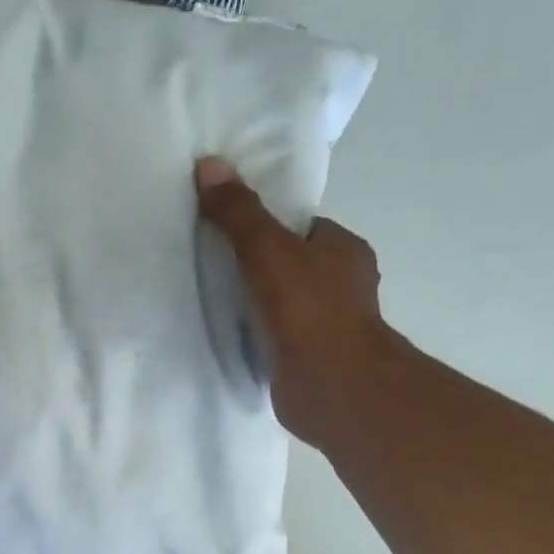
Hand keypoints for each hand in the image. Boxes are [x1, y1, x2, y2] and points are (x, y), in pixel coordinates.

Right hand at [194, 156, 387, 441]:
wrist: (332, 388)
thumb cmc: (308, 310)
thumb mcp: (267, 249)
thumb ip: (238, 213)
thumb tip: (209, 164)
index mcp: (344, 250)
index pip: (301, 227)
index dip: (266, 226)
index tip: (228, 230)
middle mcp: (342, 285)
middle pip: (290, 264)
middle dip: (255, 265)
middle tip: (210, 263)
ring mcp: (326, 326)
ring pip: (282, 302)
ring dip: (253, 302)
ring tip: (210, 298)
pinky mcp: (308, 359)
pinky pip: (274, 335)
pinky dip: (254, 334)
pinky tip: (226, 334)